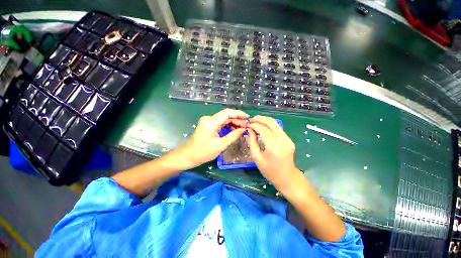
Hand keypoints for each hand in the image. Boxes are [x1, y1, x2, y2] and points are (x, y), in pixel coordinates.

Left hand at [184, 109, 248, 166]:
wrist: (189, 156)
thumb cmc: (204, 152)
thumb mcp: (221, 145)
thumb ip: (233, 136)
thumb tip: (244, 129)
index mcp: (211, 122)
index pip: (228, 113)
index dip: (239, 114)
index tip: (248, 117)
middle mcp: (209, 118)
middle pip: (226, 115)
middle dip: (237, 119)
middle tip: (246, 126)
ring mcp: (208, 121)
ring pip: (224, 119)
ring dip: (233, 122)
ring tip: (242, 128)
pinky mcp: (208, 124)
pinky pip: (220, 122)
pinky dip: (228, 125)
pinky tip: (234, 130)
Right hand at [247, 115, 301, 189]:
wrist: (287, 178)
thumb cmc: (269, 170)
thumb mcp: (256, 157)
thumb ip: (252, 141)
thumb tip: (249, 130)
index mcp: (274, 146)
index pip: (263, 129)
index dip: (254, 125)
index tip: (247, 125)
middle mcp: (283, 140)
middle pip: (271, 122)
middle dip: (260, 119)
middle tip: (251, 119)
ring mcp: (288, 139)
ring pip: (275, 123)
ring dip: (265, 120)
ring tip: (256, 121)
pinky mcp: (289, 139)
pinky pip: (278, 128)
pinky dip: (269, 125)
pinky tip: (263, 126)